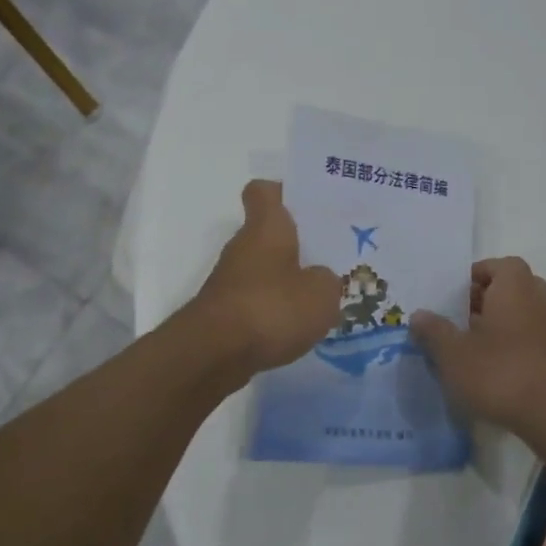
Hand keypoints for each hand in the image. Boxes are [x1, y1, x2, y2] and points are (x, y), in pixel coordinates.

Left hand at [191, 180, 342, 377]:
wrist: (214, 354)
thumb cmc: (271, 308)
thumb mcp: (321, 294)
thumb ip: (327, 280)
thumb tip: (320, 279)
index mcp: (266, 227)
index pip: (265, 191)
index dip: (284, 192)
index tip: (307, 204)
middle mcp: (244, 246)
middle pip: (269, 233)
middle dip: (297, 243)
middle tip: (331, 255)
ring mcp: (231, 280)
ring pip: (265, 269)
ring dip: (287, 280)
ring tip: (321, 296)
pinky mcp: (225, 313)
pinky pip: (257, 301)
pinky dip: (275, 310)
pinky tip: (298, 327)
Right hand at [411, 258, 545, 435]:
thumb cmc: (501, 373)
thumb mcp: (454, 353)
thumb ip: (434, 331)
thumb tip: (419, 315)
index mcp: (514, 287)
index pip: (498, 265)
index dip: (475, 276)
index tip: (452, 296)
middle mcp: (537, 300)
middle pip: (509, 289)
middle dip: (483, 301)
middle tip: (458, 320)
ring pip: (520, 316)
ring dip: (497, 326)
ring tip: (469, 348)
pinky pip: (529, 340)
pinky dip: (511, 348)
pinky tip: (491, 372)